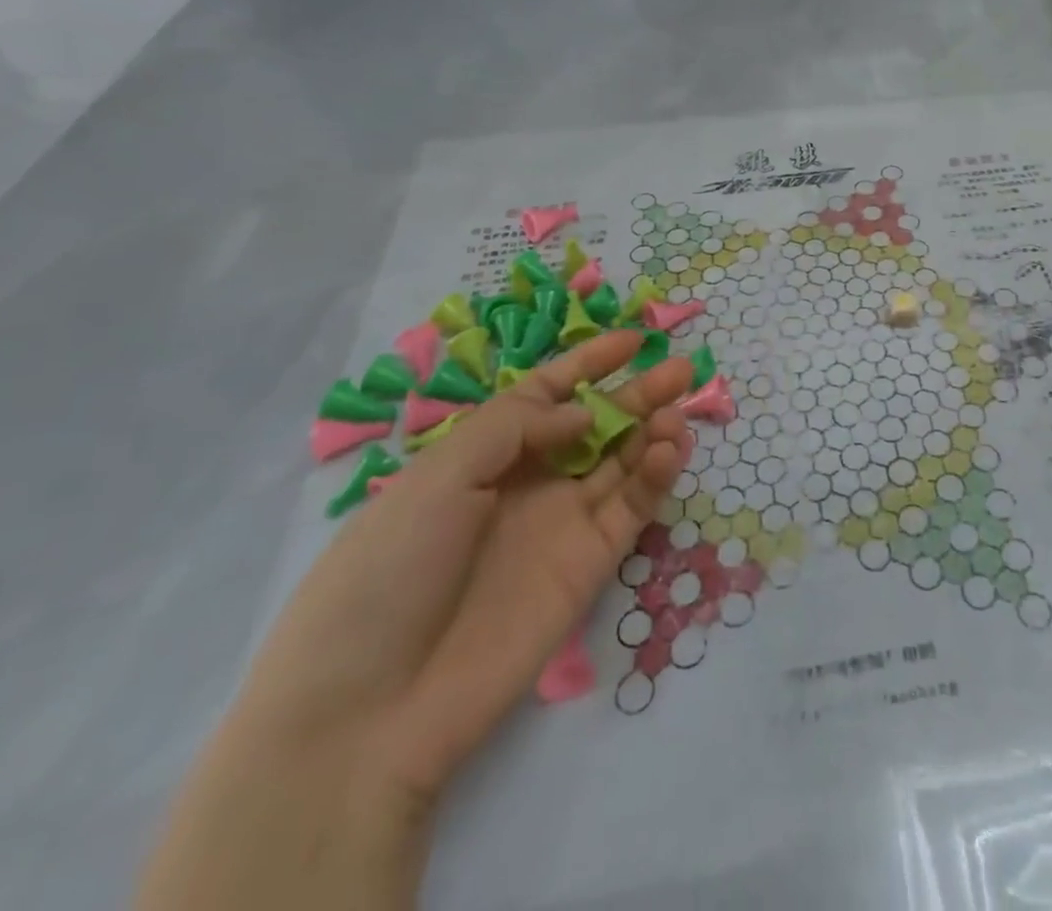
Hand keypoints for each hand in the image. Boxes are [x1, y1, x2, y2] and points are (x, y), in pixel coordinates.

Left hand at [240, 330, 693, 798]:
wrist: (372, 710)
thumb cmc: (389, 571)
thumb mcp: (439, 475)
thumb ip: (516, 427)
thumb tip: (583, 413)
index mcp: (481, 457)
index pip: (545, 396)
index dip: (587, 366)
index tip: (632, 341)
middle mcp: (526, 485)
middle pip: (594, 427)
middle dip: (636, 395)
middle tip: (680, 370)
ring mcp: (561, 526)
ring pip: (621, 464)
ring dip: (652, 432)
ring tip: (675, 411)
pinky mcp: (590, 566)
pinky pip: (631, 509)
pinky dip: (655, 476)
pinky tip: (669, 448)